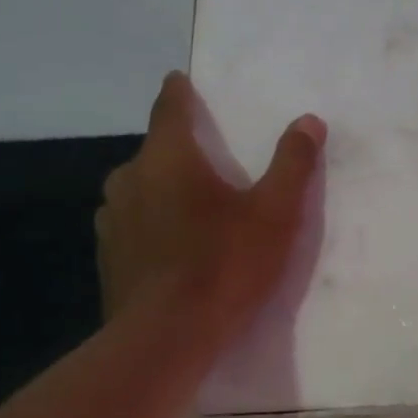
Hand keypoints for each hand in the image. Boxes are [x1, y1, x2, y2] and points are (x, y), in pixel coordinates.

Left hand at [96, 72, 324, 341]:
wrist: (167, 337)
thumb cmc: (225, 264)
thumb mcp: (275, 213)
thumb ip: (292, 164)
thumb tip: (308, 120)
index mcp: (168, 159)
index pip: (169, 110)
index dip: (177, 93)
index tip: (178, 80)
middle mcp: (130, 180)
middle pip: (153, 152)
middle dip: (176, 151)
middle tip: (204, 160)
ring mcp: (112, 221)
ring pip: (137, 190)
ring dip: (159, 190)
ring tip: (188, 205)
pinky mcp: (108, 258)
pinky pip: (131, 226)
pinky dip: (149, 225)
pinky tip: (170, 248)